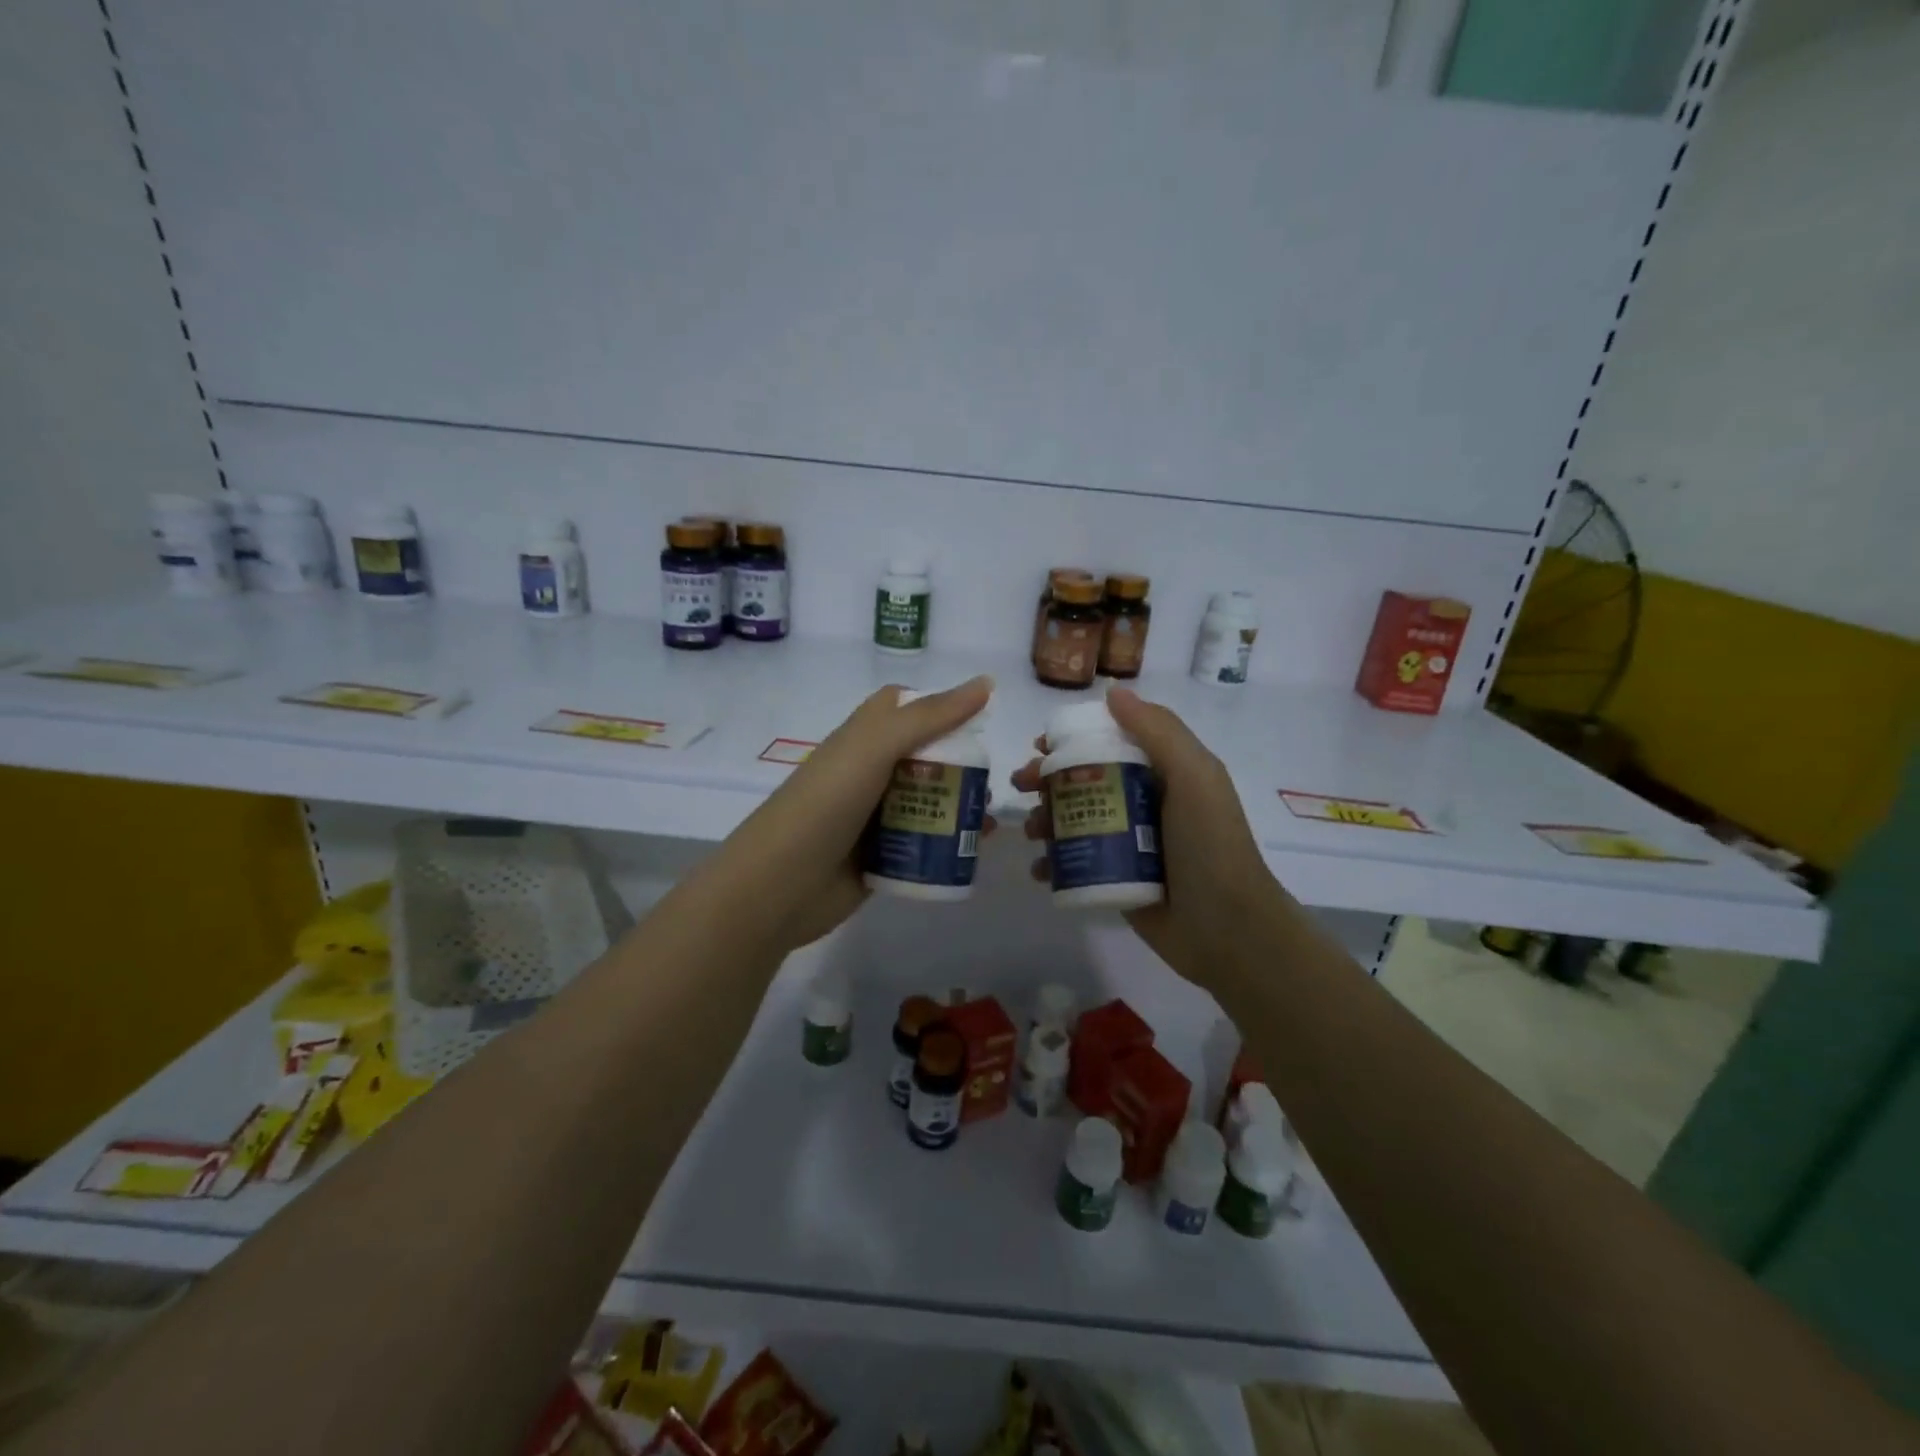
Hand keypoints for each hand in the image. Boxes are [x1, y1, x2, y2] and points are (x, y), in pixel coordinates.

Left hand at [717, 676, 997, 953]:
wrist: (779, 885)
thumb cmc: (826, 803)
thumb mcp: (875, 747)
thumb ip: (930, 716)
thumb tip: (986, 682)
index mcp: (862, 738)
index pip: (902, 707)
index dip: (937, 707)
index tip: (976, 720)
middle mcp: (868, 772)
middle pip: (924, 758)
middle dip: (961, 765)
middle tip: (989, 782)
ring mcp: (873, 817)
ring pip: (927, 802)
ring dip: (960, 807)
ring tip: (986, 821)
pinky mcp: (880, 857)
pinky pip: (922, 844)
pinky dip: (948, 845)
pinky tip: (974, 851)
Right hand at [1012, 687, 1288, 986]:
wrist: (1228, 930)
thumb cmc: (1210, 845)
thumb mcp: (1195, 777)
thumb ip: (1159, 731)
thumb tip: (1113, 692)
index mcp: (1164, 773)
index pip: (1111, 742)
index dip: (1074, 739)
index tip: (1040, 744)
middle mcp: (1143, 802)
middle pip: (1085, 780)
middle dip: (1048, 780)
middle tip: (1020, 786)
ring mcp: (1128, 843)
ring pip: (1074, 820)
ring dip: (1044, 819)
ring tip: (1031, 832)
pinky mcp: (1116, 878)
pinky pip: (1075, 861)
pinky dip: (1052, 862)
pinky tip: (1040, 869)